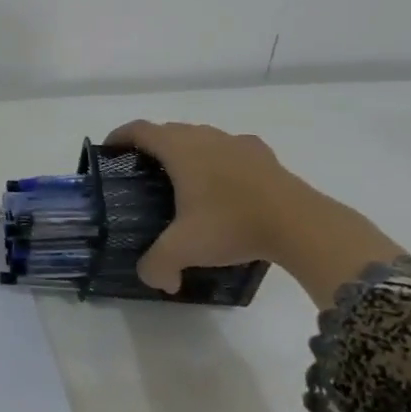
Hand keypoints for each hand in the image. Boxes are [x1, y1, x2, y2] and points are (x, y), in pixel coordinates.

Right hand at [105, 121, 400, 308]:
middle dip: (152, 146)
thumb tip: (156, 281)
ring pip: (201, 137)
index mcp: (179, 149)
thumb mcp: (185, 249)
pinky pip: (231, 150)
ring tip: (184, 180)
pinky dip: (220, 160)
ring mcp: (238, 144)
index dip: (120, 136)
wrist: (302, 225)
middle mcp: (205, 137)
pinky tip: (226, 185)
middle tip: (143, 173)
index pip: (139, 130)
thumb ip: (158, 264)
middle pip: (169, 131)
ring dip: (187, 151)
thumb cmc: (232, 225)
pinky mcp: (265, 156)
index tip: (109, 149)